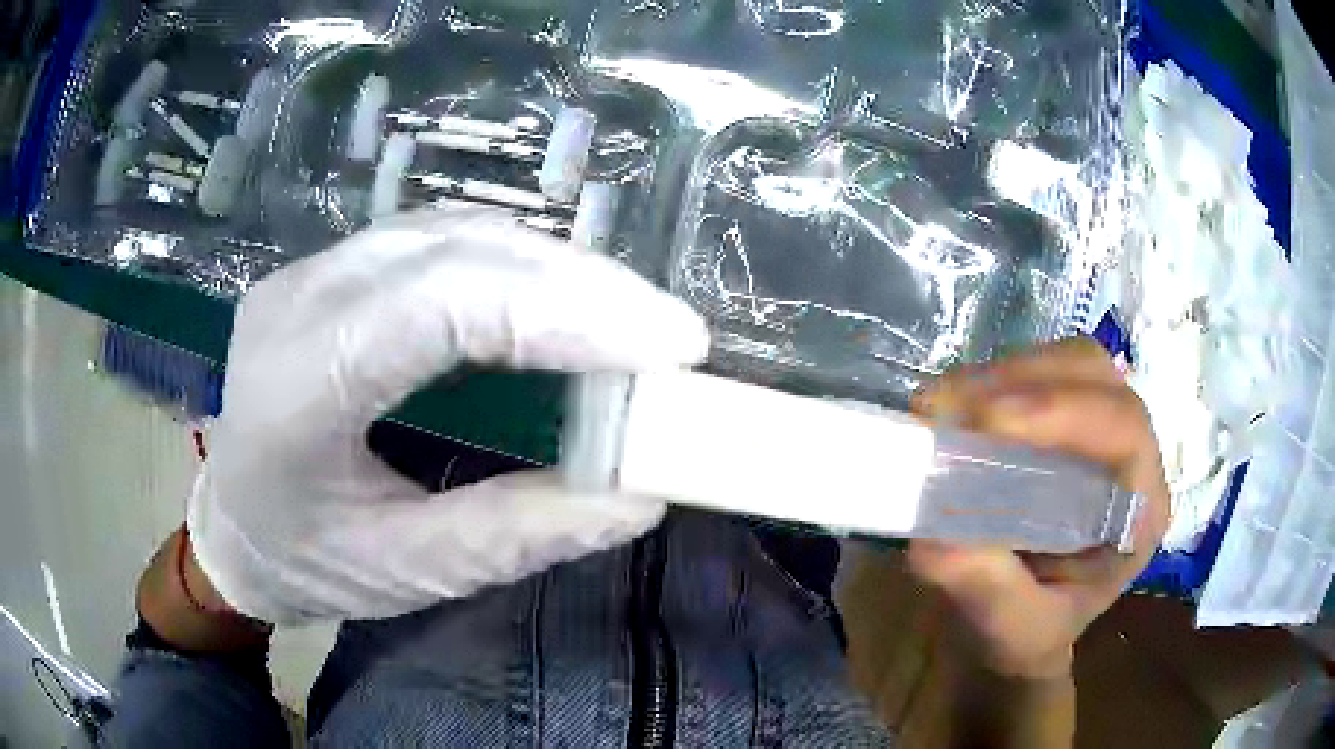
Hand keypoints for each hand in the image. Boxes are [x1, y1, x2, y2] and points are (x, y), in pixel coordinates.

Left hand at [188, 204, 708, 624]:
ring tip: (629, 318)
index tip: (669, 345)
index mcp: (296, 385)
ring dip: (553, 267)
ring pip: (452, 230)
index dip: (565, 310)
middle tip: (670, 334)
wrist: (230, 530)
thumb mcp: (409, 572)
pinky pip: (436, 239)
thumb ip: (519, 534)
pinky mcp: (330, 269)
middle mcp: (297, 301)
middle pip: (455, 250)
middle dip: (581, 284)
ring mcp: (309, 271)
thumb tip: (640, 495)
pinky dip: (513, 263)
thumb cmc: (305, 564)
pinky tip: (558, 298)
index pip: (440, 304)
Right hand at [908, 339, 1169, 679]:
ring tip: (946, 404)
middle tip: (959, 407)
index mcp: (1139, 510)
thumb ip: (987, 593)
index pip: (1124, 429)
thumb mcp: (1012, 632)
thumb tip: (934, 540)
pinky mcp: (1059, 421)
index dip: (1062, 411)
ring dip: (1005, 374)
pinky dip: (990, 380)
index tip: (987, 423)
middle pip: (1098, 377)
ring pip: (1066, 363)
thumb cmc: (1027, 634)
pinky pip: (1035, 374)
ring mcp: (1095, 431)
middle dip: (1029, 379)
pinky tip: (954, 406)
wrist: (1015, 625)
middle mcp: (1128, 457)